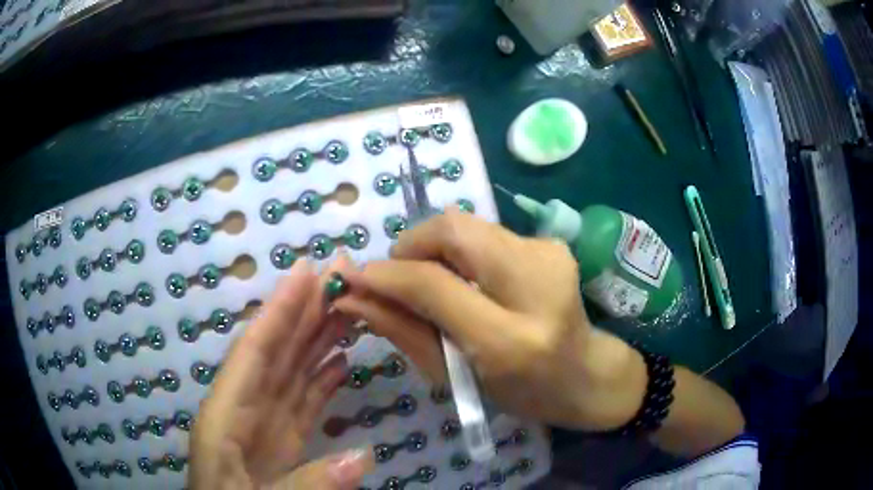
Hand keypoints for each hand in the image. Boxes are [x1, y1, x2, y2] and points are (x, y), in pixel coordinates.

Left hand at [190, 259, 374, 489]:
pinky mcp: (282, 440)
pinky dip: (322, 379)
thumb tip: (365, 455)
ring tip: (349, 309)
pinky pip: (303, 401)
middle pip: (277, 352)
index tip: (306, 271)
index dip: (280, 311)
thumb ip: (307, 482)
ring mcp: (265, 424)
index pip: (254, 352)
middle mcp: (245, 409)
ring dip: (319, 338)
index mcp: (226, 416)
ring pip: (293, 371)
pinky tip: (340, 361)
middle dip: (306, 311)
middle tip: (340, 275)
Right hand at [334, 210, 646, 430]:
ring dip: (436, 248)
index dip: (386, 274)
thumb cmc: (520, 392)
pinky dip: (463, 251)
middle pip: (453, 229)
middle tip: (400, 277)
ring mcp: (549, 256)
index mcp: (509, 340)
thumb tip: (353, 297)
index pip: (433, 284)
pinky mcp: (553, 244)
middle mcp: (535, 286)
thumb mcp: (455, 376)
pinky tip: (472, 280)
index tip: (353, 277)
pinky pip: (487, 233)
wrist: (586, 374)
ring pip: (467, 224)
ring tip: (436, 282)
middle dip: (411, 245)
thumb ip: (402, 331)